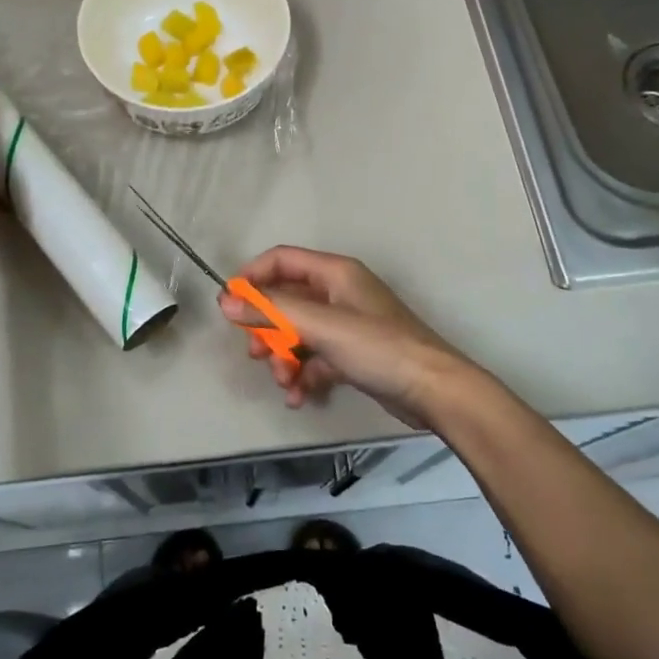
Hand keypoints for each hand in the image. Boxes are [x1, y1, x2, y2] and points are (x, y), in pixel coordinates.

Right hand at [218, 246, 470, 429]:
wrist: (433, 390)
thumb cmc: (378, 347)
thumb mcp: (321, 325)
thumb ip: (272, 311)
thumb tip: (225, 301)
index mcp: (334, 273)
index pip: (281, 260)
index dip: (252, 278)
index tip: (229, 306)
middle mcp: (339, 293)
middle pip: (286, 301)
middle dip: (267, 329)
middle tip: (256, 354)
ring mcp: (347, 325)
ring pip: (298, 333)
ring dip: (284, 358)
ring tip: (285, 382)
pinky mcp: (353, 354)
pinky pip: (315, 358)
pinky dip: (303, 375)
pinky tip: (299, 397)